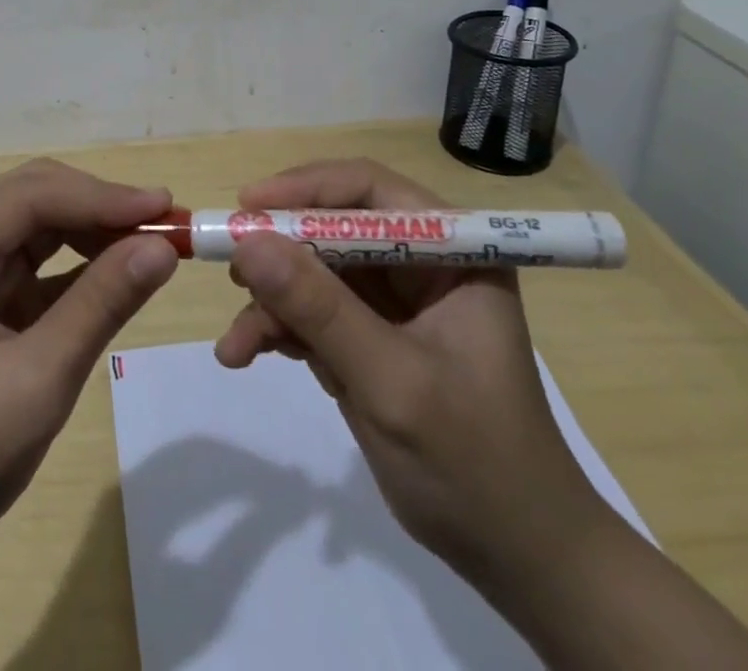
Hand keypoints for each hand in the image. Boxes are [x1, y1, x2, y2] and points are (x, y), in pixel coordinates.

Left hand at [0, 160, 179, 670]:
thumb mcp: (36, 383)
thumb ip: (100, 304)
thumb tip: (164, 246)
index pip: (25, 198)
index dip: (99, 196)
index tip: (164, 205)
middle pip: (30, 198)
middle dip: (99, 207)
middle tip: (167, 222)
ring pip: (37, 222)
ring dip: (94, 229)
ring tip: (153, 241)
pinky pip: (35, 259)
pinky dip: (80, 261)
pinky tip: (122, 265)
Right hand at [213, 159, 607, 580]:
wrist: (516, 559)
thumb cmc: (474, 463)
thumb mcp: (392, 381)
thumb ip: (320, 310)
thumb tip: (248, 242)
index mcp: (453, 251)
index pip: (371, 189)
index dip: (307, 188)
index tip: (248, 207)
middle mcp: (421, 262)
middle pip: (333, 227)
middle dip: (280, 253)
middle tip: (231, 273)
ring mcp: (394, 300)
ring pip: (313, 270)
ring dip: (271, 302)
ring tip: (237, 343)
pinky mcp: (369, 334)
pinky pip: (312, 310)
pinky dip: (278, 328)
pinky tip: (247, 354)